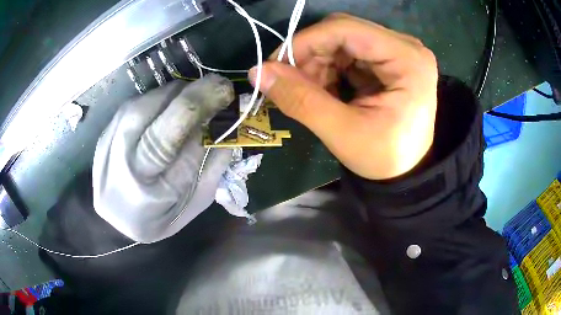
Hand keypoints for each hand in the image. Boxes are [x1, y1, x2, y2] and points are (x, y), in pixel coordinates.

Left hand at [93, 75, 234, 242]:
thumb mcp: (195, 201)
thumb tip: (229, 122)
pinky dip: (163, 98)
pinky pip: (143, 99)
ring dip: (182, 93)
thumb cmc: (159, 217)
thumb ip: (214, 163)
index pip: (186, 139)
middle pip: (167, 110)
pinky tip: (170, 109)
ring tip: (195, 101)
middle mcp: (129, 160)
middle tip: (220, 87)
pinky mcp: (108, 125)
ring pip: (154, 97)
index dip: (208, 109)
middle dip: (199, 93)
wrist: (114, 215)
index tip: (229, 95)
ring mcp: (113, 137)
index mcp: (155, 189)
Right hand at [249, 13, 437, 179]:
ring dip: (317, 63)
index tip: (274, 66)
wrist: (406, 172)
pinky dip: (329, 68)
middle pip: (342, 32)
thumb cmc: (385, 158)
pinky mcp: (389, 59)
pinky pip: (348, 52)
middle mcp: (405, 47)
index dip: (304, 42)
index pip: (345, 29)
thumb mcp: (344, 133)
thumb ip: (301, 100)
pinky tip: (324, 90)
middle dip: (310, 55)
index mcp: (407, 59)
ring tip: (309, 93)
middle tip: (290, 85)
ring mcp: (398, 51)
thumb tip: (257, 72)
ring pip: (341, 41)